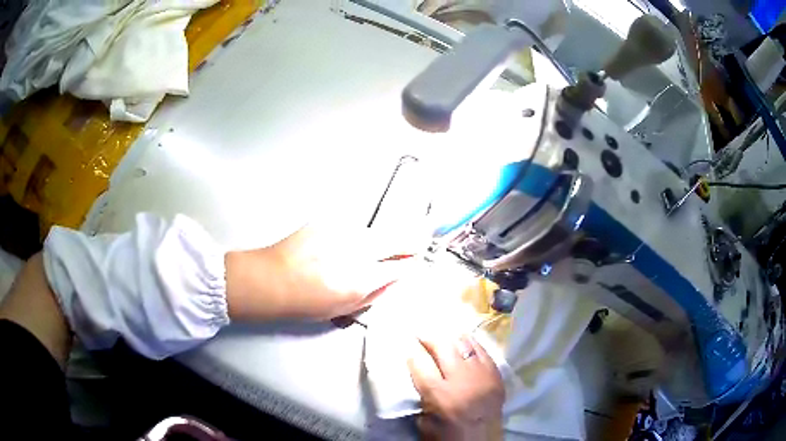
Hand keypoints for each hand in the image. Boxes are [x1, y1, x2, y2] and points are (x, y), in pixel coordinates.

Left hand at [225, 224, 412, 320]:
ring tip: (360, 252)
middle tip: (416, 242)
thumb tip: (393, 279)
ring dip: (376, 240)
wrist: (271, 279)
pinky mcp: (328, 220)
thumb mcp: (344, 308)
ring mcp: (342, 231)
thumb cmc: (304, 302)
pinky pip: (350, 227)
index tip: (413, 262)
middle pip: (398, 238)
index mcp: (362, 278)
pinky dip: (352, 235)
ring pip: (374, 231)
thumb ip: (374, 293)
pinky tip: (337, 246)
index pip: (401, 266)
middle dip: (411, 241)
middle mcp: (357, 250)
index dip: (410, 264)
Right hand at [408, 335, 504, 440]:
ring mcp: (482, 375)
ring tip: (442, 335)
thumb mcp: (425, 422)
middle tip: (421, 333)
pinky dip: (471, 344)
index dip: (412, 351)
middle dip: (429, 337)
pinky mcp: (496, 375)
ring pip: (465, 344)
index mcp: (441, 395)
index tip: (407, 344)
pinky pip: (483, 351)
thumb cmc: (449, 437)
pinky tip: (464, 342)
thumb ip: (422, 396)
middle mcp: (462, 380)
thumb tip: (420, 373)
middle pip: (443, 347)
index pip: (421, 363)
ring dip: (450, 338)